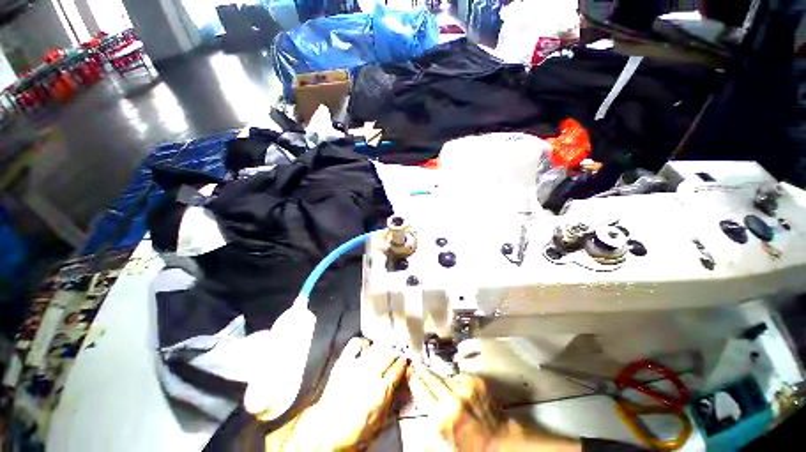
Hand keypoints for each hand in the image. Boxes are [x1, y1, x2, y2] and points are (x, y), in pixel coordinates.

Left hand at [308, 337, 407, 449]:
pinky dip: (364, 343)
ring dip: (383, 348)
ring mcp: (355, 366)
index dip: (404, 363)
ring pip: (376, 347)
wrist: (326, 432)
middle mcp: (369, 375)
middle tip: (396, 357)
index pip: (398, 368)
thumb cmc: (355, 431)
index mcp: (380, 391)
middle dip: (395, 354)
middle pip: (389, 353)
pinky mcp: (343, 362)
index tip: (405, 362)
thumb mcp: (381, 420)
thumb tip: (404, 379)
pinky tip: (367, 349)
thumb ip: (394, 396)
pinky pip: (357, 343)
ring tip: (384, 352)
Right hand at [407, 366, 580, 451]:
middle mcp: (452, 400)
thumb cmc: (471, 446)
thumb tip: (422, 398)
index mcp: (442, 418)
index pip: (422, 391)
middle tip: (416, 365)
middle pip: (431, 379)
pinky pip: (459, 376)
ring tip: (441, 383)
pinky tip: (459, 389)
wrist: (500, 441)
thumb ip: (432, 416)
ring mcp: (465, 388)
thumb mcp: (445, 437)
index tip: (409, 372)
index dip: (414, 380)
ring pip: (445, 377)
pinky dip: (456, 380)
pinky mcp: (476, 381)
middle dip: (423, 372)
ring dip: (441, 379)